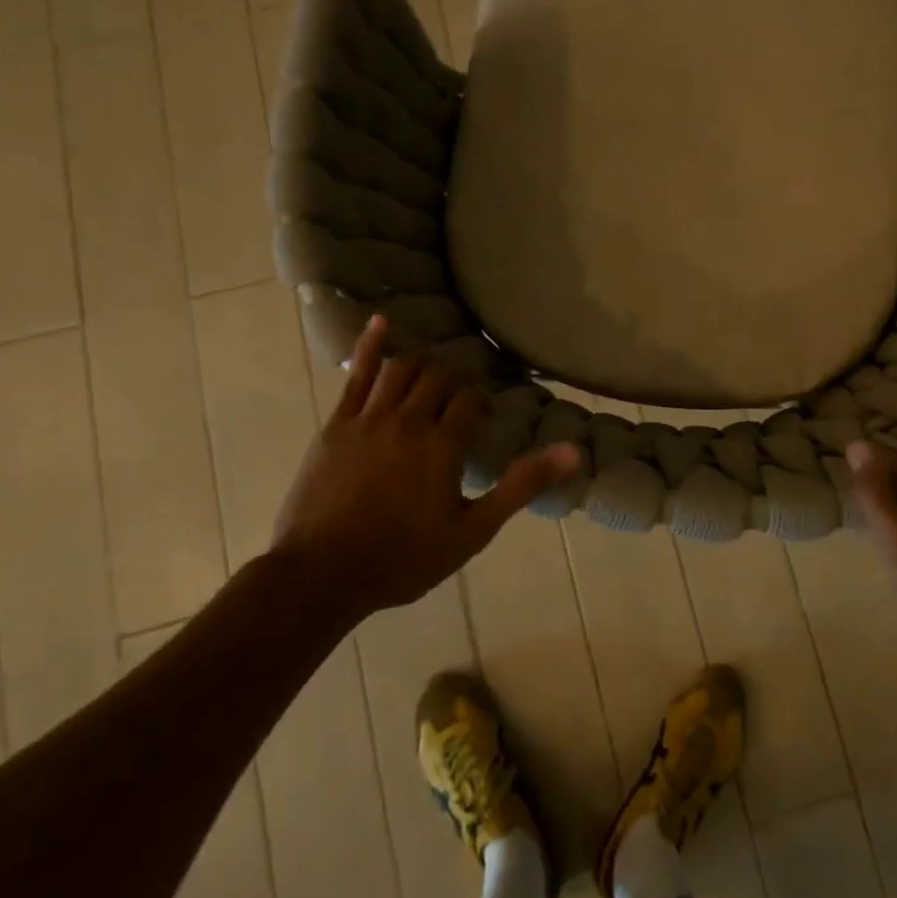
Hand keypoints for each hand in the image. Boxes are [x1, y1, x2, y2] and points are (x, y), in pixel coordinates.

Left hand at [273, 316, 579, 616]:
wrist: (323, 575)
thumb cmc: (404, 558)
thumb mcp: (473, 530)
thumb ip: (521, 485)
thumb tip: (574, 452)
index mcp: (443, 445)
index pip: (470, 400)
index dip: (479, 399)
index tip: (482, 407)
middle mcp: (409, 420)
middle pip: (438, 379)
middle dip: (454, 379)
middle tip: (460, 390)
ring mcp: (369, 419)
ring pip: (401, 369)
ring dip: (421, 361)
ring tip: (432, 365)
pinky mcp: (337, 424)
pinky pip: (356, 375)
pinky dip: (370, 345)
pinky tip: (381, 322)